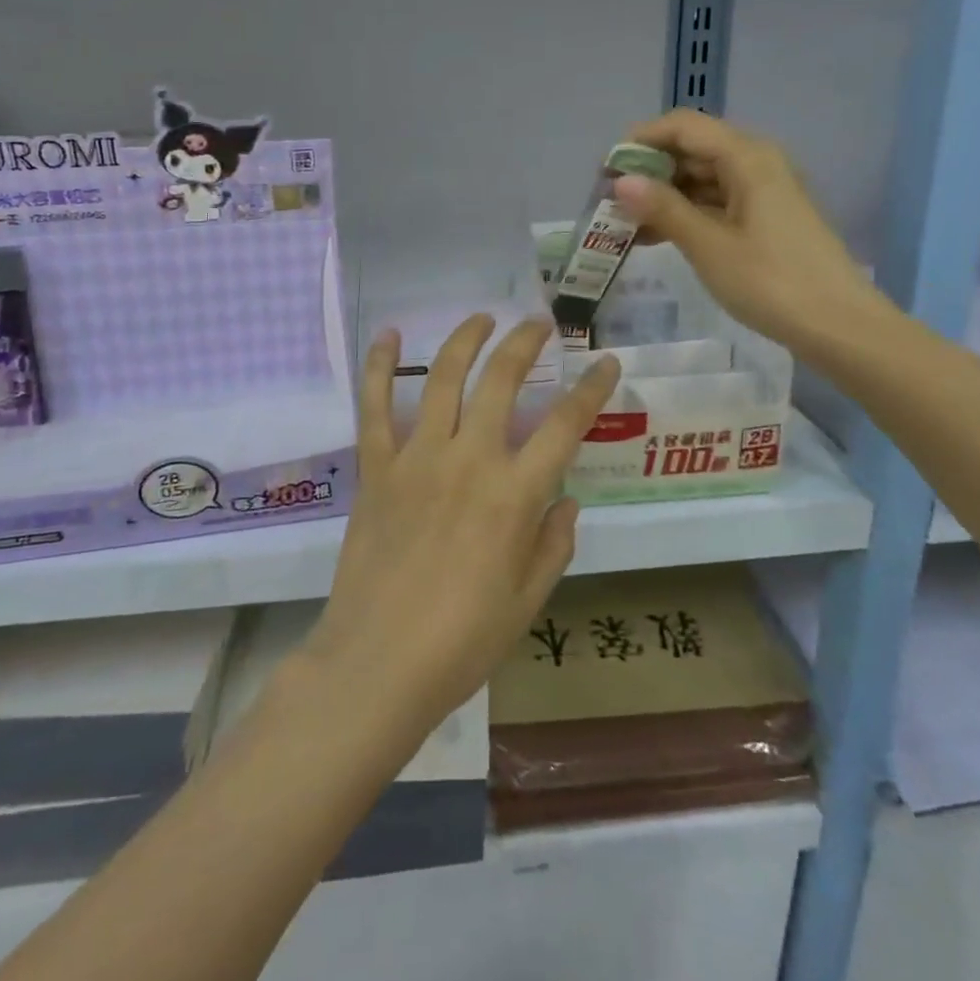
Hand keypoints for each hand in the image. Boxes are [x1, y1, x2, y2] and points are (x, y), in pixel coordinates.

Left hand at [303, 316, 620, 736]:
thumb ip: (553, 543)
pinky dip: (380, 366)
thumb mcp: (528, 600)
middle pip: (502, 380)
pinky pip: (374, 406)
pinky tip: (388, 335)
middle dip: (525, 342)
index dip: (592, 388)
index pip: (566, 424)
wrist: (378, 663)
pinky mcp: (376, 467)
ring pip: (443, 378)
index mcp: (515, 495)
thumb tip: (565, 499)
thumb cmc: (462, 641)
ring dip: (465, 339)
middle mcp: (470, 460)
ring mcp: (418, 458)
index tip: (605, 362)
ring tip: (481, 318)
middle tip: (538, 322)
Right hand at [614, 108, 895, 361]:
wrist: (838, 326)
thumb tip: (621, 181)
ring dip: (665, 195)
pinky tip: (657, 236)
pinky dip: (687, 213)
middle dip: (649, 170)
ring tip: (626, 223)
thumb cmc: (771, 281)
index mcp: (747, 157)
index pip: (683, 126)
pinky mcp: (766, 218)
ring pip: (703, 178)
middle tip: (611, 201)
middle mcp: (757, 163)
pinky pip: (717, 201)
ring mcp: (764, 191)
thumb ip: (663, 208)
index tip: (606, 170)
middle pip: (693, 148)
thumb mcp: (709, 245)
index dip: (640, 140)